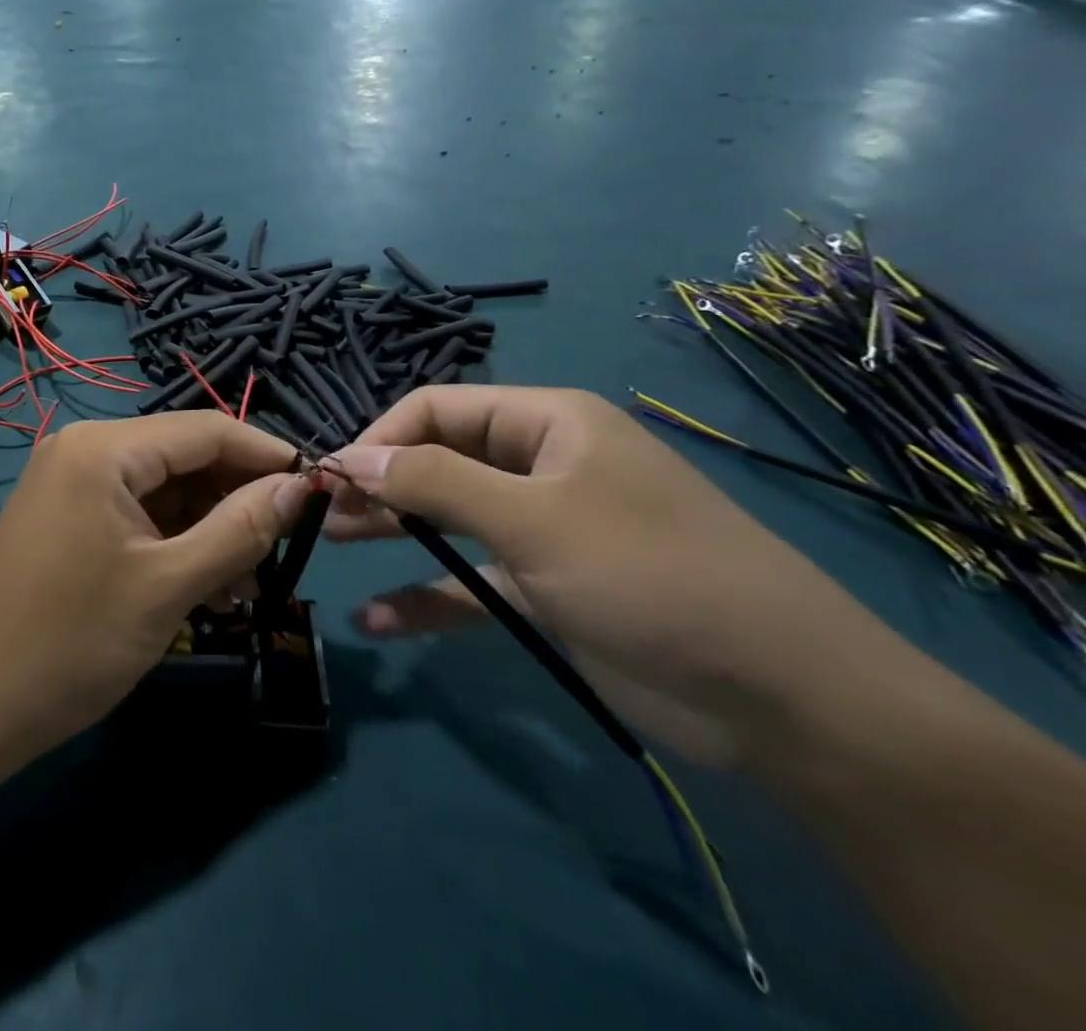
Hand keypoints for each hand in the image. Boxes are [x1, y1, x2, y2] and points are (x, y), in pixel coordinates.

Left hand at [0, 413, 310, 756]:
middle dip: (237, 499)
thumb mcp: (169, 586)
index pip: (206, 429)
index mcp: (104, 448)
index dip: (267, 454)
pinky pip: (135, 512)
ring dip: (210, 528)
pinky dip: (174, 541)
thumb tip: (300, 486)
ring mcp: (70, 481)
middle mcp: (85, 448)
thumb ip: (240, 529)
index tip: (318, 488)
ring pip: (163, 489)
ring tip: (249, 584)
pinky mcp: (65, 515)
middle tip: (284, 549)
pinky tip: (207, 587)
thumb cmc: (73, 643)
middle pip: (184, 456)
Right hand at [324, 386, 890, 768]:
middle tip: (324, 513)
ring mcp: (544, 530)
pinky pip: (472, 582)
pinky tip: (378, 619)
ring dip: (394, 530)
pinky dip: (427, 597)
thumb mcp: (533, 519)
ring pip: (449, 517)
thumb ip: (433, 482)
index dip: (381, 437)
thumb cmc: (650, 575)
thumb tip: (349, 458)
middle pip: (439, 459)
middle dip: (381, 483)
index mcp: (546, 423)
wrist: (785, 700)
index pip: (438, 408)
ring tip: (335, 544)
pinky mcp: (547, 589)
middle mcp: (541, 466)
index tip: (332, 476)